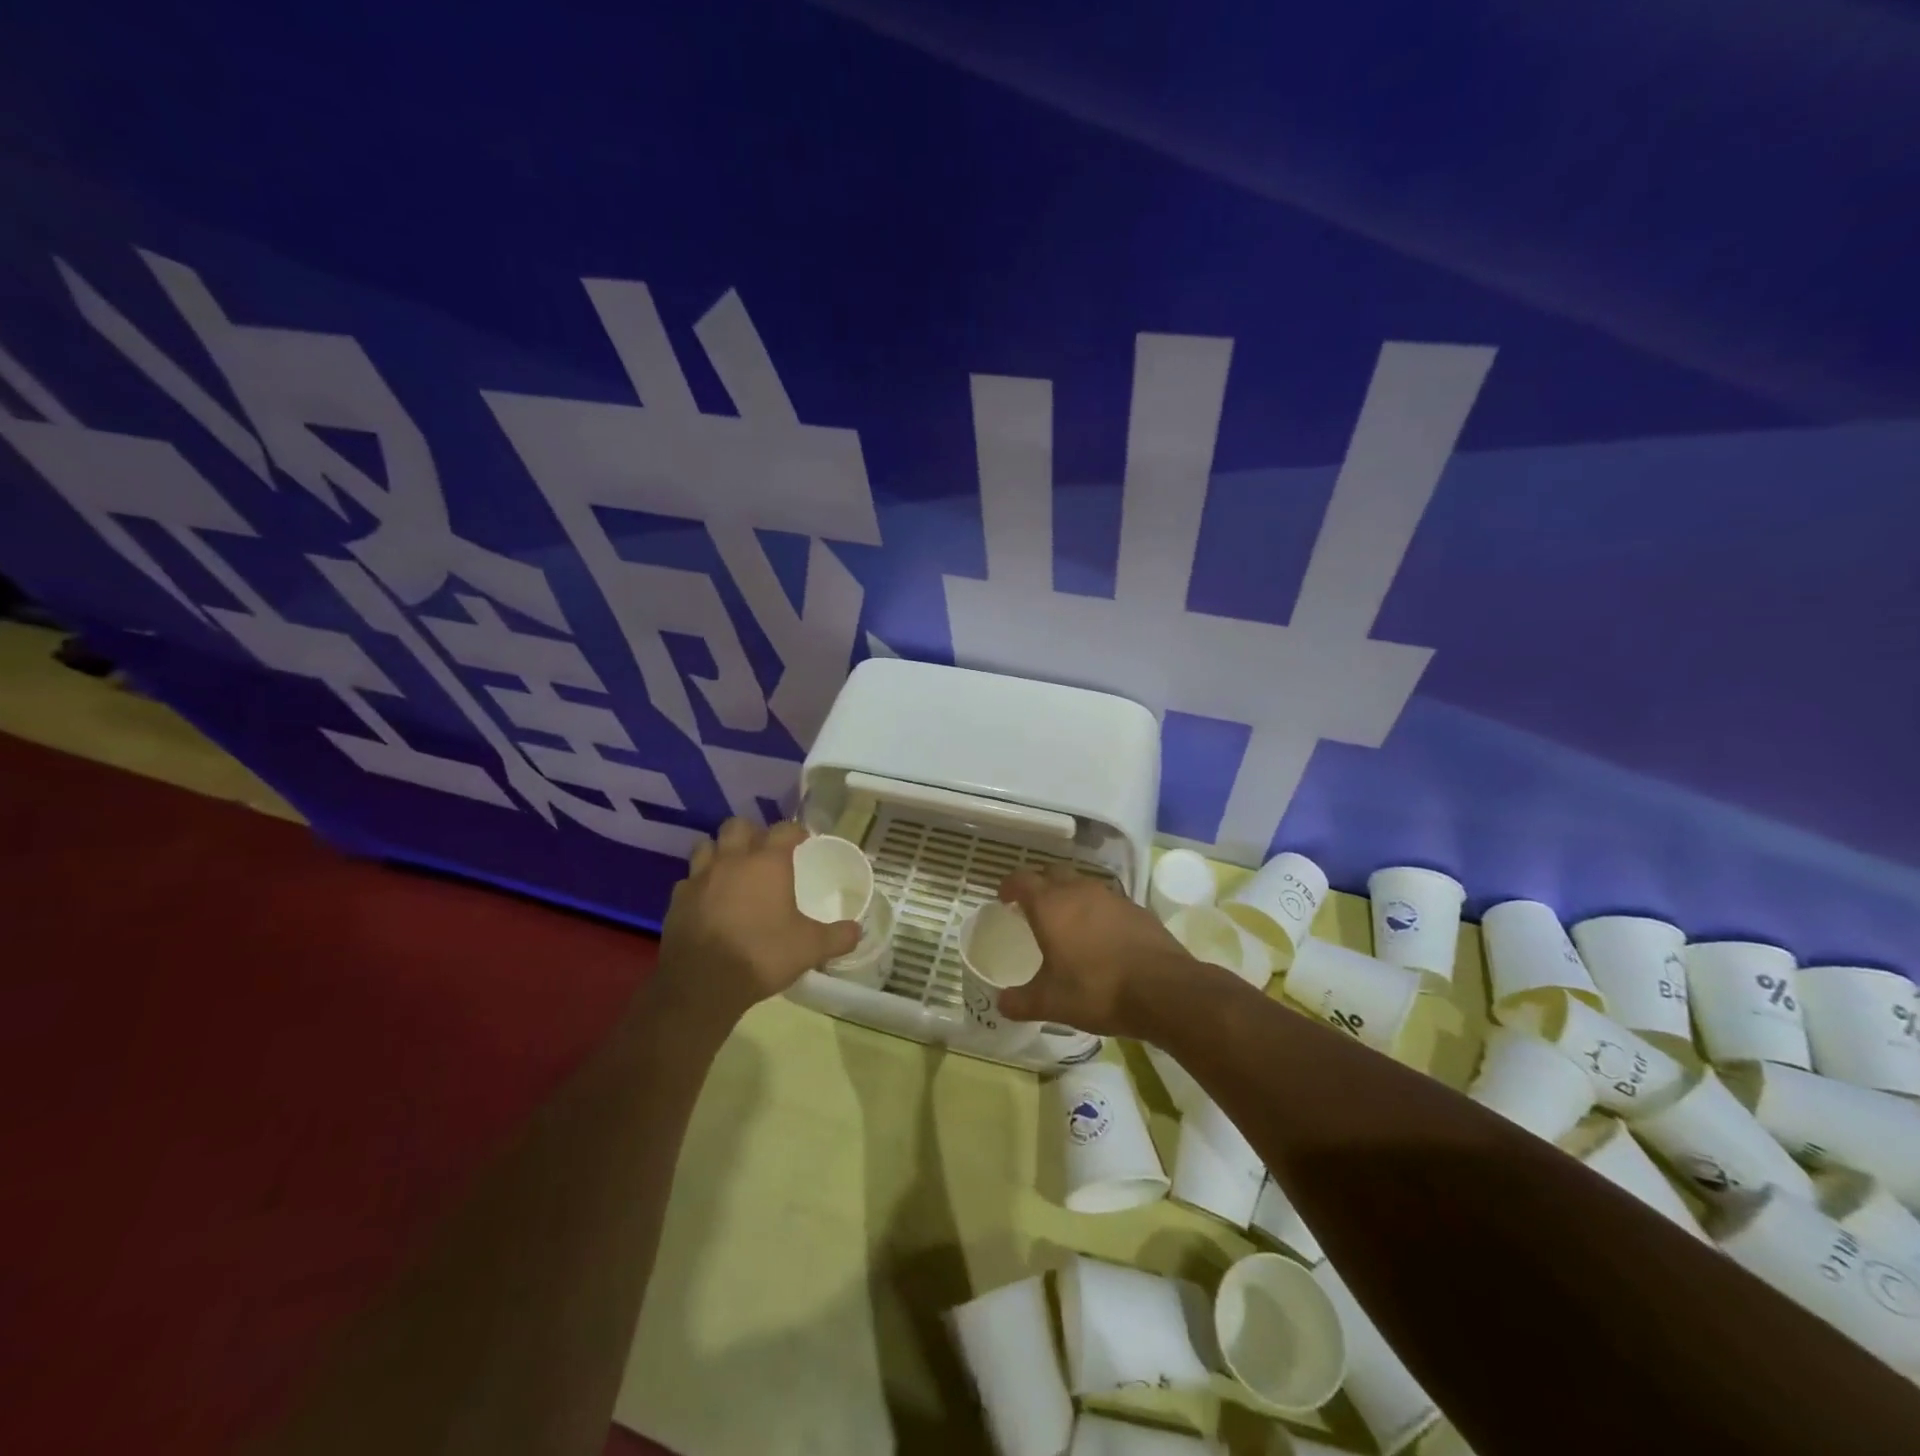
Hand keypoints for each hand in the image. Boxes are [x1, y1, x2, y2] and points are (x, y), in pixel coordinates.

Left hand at [658, 819, 861, 1026]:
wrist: (702, 984)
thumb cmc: (762, 955)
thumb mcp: (810, 948)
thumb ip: (837, 936)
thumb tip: (857, 932)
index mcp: (767, 863)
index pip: (784, 829)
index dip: (795, 831)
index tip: (803, 841)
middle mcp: (732, 860)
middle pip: (738, 826)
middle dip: (752, 832)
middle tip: (763, 851)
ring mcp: (700, 878)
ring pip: (707, 846)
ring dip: (720, 851)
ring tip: (732, 869)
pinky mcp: (677, 900)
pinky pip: (689, 880)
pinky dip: (700, 883)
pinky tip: (708, 900)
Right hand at [994, 863, 1192, 1036]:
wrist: (1164, 990)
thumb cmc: (1097, 990)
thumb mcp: (1051, 1003)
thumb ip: (1021, 1002)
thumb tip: (1001, 1003)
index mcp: (1051, 905)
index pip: (1022, 879)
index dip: (1010, 885)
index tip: (1004, 897)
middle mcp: (1079, 891)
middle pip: (1053, 873)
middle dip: (1040, 885)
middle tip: (1033, 907)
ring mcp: (1111, 897)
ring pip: (1083, 885)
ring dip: (1070, 897)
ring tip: (1067, 924)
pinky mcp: (1137, 909)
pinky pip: (1108, 902)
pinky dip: (1097, 912)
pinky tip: (1101, 938)